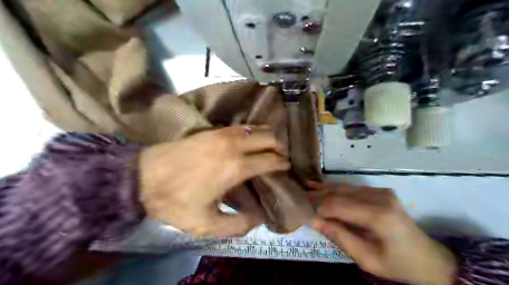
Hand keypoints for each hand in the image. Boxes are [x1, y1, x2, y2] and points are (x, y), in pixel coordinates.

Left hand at [138, 126, 289, 237]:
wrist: (143, 177)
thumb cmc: (176, 201)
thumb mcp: (206, 224)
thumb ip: (237, 225)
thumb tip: (258, 217)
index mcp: (236, 167)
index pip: (271, 160)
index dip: (282, 164)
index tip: (287, 168)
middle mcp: (234, 145)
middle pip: (268, 137)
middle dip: (280, 146)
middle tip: (281, 157)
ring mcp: (222, 133)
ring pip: (255, 127)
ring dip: (267, 136)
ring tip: (269, 147)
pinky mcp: (212, 130)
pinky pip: (241, 126)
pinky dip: (252, 131)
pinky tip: (250, 140)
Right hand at [308, 183, 459, 284]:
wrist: (429, 259)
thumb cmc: (398, 264)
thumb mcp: (366, 259)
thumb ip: (339, 236)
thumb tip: (314, 220)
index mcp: (378, 216)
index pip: (338, 205)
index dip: (317, 207)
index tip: (301, 210)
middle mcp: (379, 197)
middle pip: (339, 193)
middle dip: (318, 196)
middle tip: (299, 198)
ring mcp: (381, 192)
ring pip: (344, 188)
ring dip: (324, 190)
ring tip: (306, 189)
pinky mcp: (380, 192)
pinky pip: (352, 188)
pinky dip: (335, 189)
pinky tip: (321, 186)